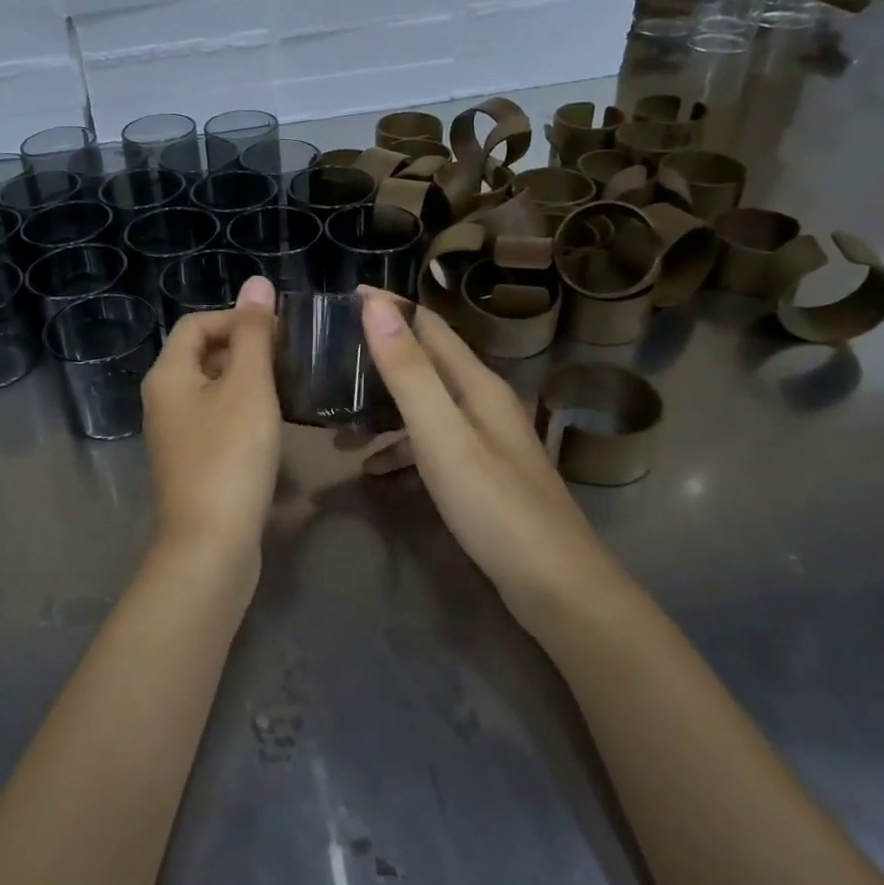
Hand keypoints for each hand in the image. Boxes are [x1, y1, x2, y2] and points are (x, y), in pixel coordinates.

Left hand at [142, 275, 281, 559]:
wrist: (211, 545)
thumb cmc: (230, 456)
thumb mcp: (248, 387)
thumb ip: (254, 334)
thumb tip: (256, 283)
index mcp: (168, 375)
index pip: (196, 323)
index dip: (236, 318)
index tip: (277, 332)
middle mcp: (163, 400)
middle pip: (201, 355)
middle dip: (245, 350)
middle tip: (288, 359)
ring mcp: (175, 434)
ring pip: (212, 390)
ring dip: (248, 383)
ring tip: (288, 388)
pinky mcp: (192, 462)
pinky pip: (217, 421)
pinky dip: (243, 415)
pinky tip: (274, 428)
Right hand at [356, 291, 598, 620]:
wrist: (555, 586)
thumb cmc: (494, 505)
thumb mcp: (442, 434)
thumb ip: (409, 372)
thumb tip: (377, 307)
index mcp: (476, 383)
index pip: (428, 325)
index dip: (388, 307)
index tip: (342, 298)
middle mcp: (481, 402)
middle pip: (423, 364)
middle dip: (376, 358)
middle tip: (328, 362)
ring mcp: (482, 439)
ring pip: (422, 407)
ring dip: (380, 410)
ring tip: (336, 428)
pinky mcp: (479, 473)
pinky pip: (428, 444)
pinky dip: (398, 448)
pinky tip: (373, 470)